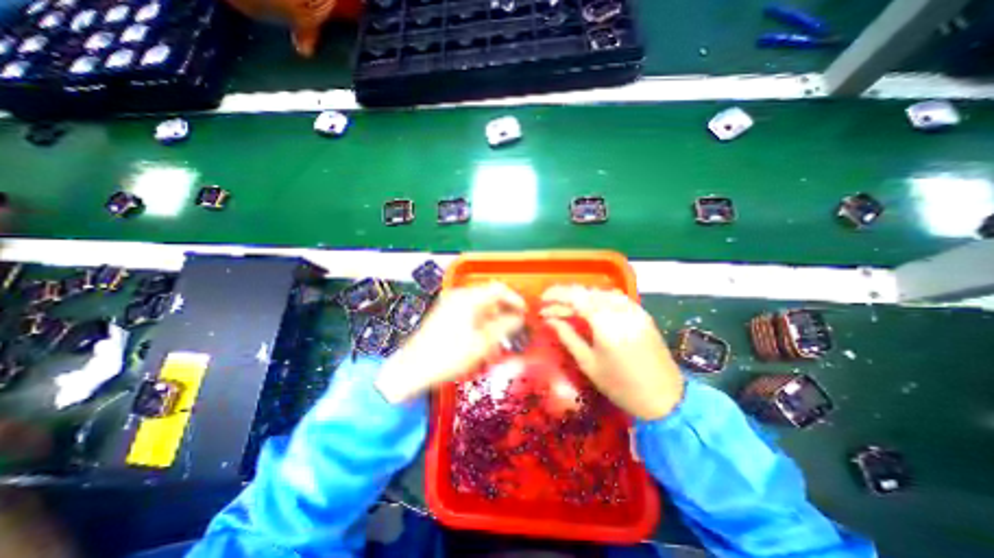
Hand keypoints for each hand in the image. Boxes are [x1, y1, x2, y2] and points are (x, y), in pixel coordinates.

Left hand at [375, 282, 526, 402]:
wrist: (413, 369)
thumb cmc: (450, 356)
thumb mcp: (482, 343)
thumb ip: (504, 327)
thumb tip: (519, 318)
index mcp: (468, 298)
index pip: (499, 289)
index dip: (515, 299)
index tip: (525, 313)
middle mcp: (459, 295)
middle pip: (489, 296)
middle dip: (505, 309)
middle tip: (516, 326)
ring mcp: (449, 303)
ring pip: (480, 304)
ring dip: (493, 316)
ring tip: (502, 335)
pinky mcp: (444, 313)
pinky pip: (469, 311)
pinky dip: (481, 320)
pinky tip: (485, 336)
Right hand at [542, 285, 688, 419]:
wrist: (665, 398)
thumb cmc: (621, 386)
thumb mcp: (588, 363)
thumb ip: (567, 336)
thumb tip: (549, 320)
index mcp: (605, 324)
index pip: (576, 298)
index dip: (556, 295)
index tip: (541, 300)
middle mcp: (620, 311)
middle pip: (587, 293)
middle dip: (565, 296)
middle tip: (550, 307)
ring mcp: (633, 310)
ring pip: (601, 292)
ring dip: (581, 296)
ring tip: (566, 307)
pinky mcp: (642, 313)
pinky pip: (615, 298)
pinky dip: (598, 298)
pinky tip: (590, 307)